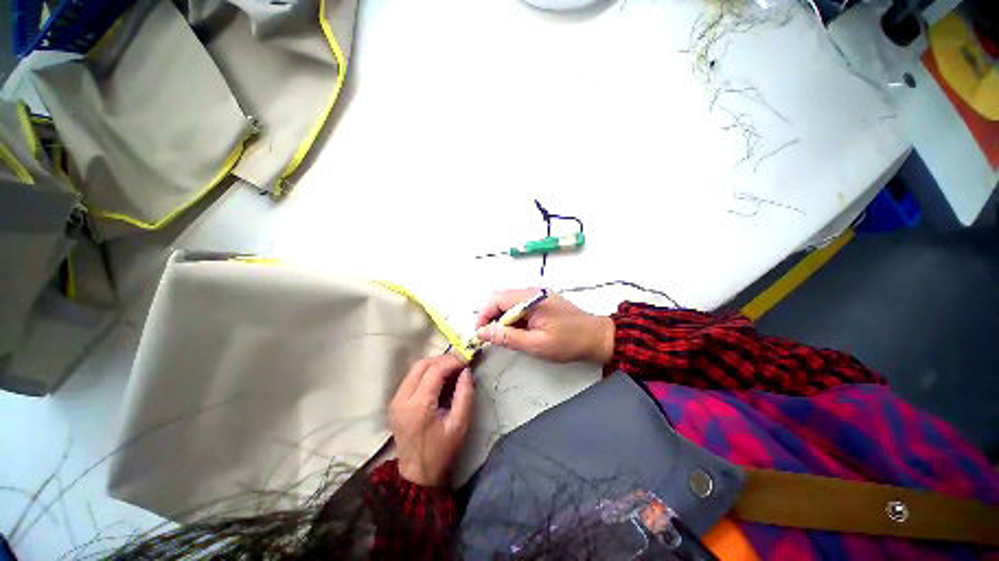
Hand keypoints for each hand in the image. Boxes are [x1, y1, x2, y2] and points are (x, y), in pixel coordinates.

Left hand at [389, 355, 473, 486]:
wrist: (417, 474)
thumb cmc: (442, 451)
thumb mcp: (459, 423)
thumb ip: (465, 393)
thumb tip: (466, 371)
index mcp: (418, 405)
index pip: (435, 370)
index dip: (452, 362)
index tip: (466, 363)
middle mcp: (402, 398)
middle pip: (422, 364)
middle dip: (442, 360)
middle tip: (459, 365)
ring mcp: (395, 400)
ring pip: (415, 369)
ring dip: (434, 365)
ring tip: (451, 371)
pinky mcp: (395, 402)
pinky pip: (411, 378)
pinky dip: (426, 373)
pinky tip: (439, 380)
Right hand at [474, 288, 614, 363]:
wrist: (597, 337)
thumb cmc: (568, 342)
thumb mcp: (536, 344)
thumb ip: (508, 337)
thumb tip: (482, 332)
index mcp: (530, 298)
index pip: (496, 299)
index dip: (483, 315)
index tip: (480, 334)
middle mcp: (532, 291)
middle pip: (500, 298)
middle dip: (491, 317)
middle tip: (491, 338)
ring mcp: (537, 295)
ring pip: (509, 303)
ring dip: (502, 319)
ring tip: (505, 337)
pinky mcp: (542, 301)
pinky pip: (520, 306)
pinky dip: (513, 318)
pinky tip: (518, 332)